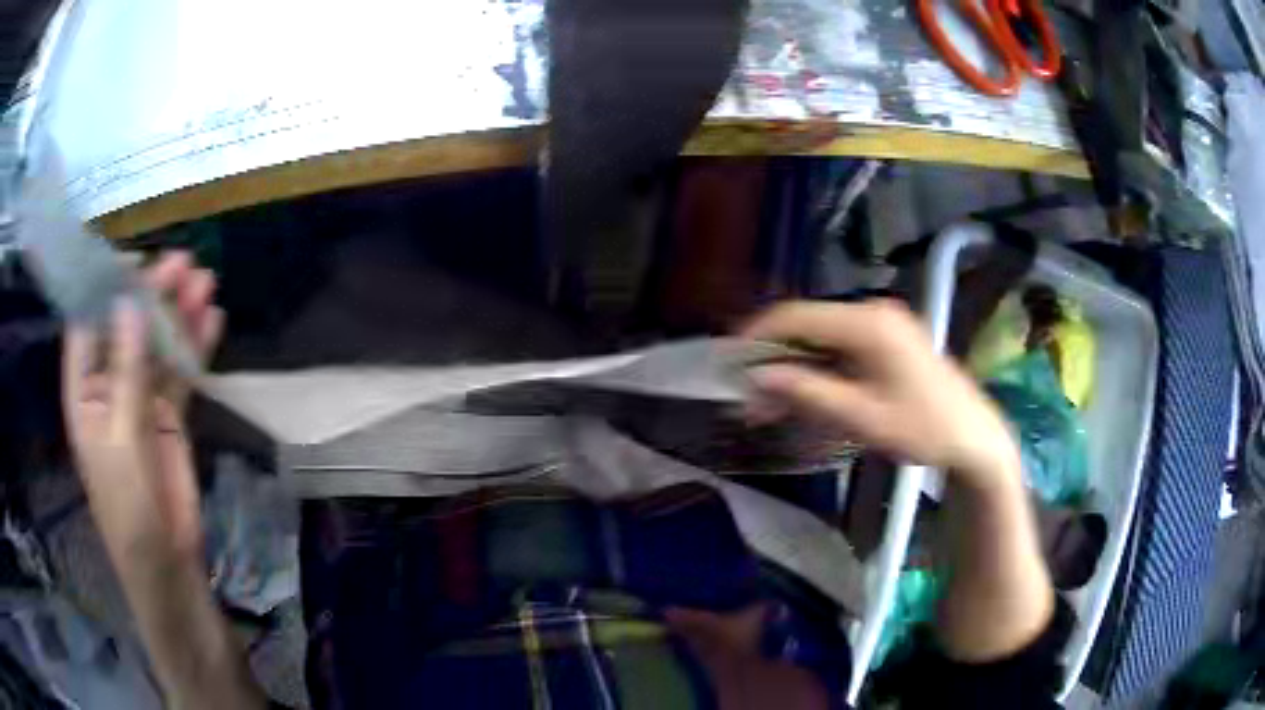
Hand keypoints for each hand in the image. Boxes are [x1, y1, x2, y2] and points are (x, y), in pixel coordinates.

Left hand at [62, 252, 223, 572]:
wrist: (166, 563)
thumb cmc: (127, 510)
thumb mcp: (119, 442)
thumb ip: (125, 375)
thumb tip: (130, 304)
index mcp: (84, 391)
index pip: (87, 324)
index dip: (104, 287)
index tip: (131, 257)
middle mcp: (109, 386)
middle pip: (129, 327)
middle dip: (152, 294)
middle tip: (183, 264)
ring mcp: (141, 399)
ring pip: (158, 345)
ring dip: (178, 315)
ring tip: (204, 282)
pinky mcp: (169, 415)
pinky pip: (182, 373)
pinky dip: (196, 347)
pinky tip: (212, 321)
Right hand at [742, 300, 1020, 488]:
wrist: (974, 437)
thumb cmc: (923, 429)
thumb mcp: (863, 417)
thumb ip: (808, 393)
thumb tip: (757, 376)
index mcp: (869, 324)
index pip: (799, 316)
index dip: (759, 335)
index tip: (729, 362)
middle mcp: (874, 312)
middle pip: (809, 325)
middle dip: (775, 358)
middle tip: (750, 397)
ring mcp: (884, 324)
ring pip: (823, 337)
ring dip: (795, 366)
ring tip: (770, 404)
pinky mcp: (890, 339)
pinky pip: (842, 346)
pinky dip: (819, 368)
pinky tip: (806, 395)